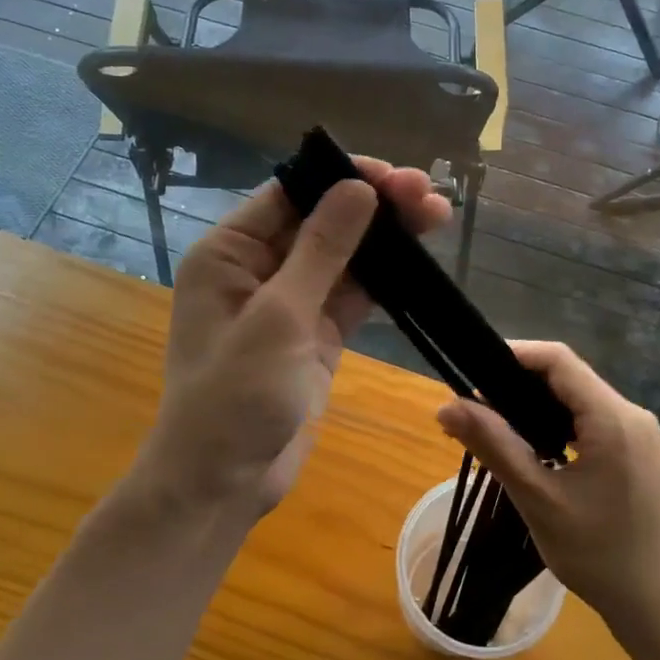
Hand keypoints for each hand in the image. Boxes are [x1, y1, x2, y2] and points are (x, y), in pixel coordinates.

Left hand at [144, 160, 450, 517]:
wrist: (223, 483)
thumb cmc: (234, 397)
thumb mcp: (278, 318)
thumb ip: (321, 250)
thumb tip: (359, 188)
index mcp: (230, 253)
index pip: (290, 194)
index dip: (342, 178)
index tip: (395, 176)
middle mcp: (258, 269)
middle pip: (322, 221)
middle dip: (373, 204)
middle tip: (428, 195)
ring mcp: (291, 303)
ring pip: (344, 256)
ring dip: (386, 237)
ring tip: (436, 215)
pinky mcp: (316, 334)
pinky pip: (353, 293)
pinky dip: (384, 277)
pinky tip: (418, 259)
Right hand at [435, 342, 659, 634]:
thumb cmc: (601, 556)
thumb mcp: (540, 499)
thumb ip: (494, 446)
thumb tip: (447, 406)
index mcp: (613, 417)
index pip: (558, 360)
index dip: (513, 354)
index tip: (472, 369)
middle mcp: (630, 413)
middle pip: (568, 376)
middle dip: (518, 383)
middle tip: (473, 406)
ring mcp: (638, 432)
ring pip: (577, 399)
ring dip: (535, 406)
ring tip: (492, 425)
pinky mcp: (636, 451)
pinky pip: (590, 421)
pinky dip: (556, 425)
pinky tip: (530, 447)